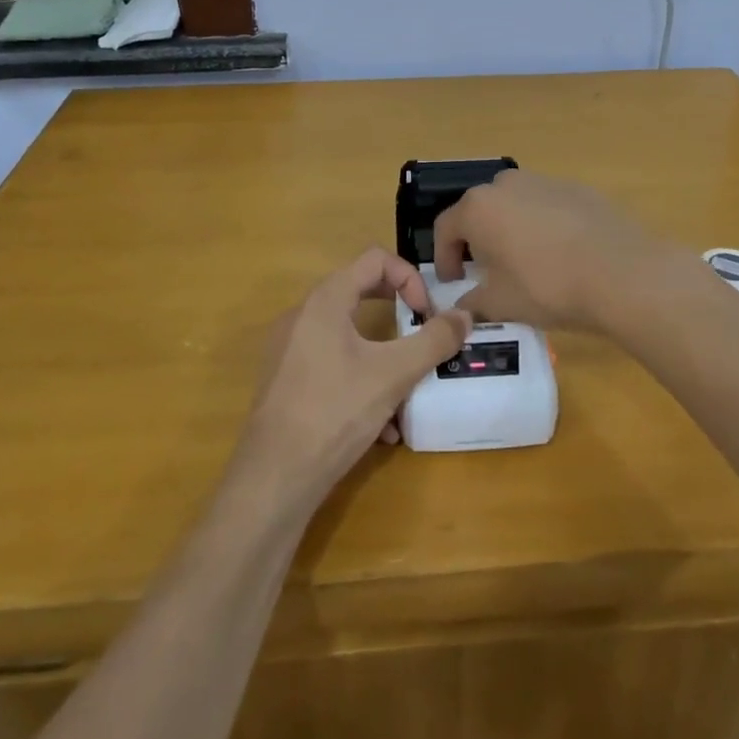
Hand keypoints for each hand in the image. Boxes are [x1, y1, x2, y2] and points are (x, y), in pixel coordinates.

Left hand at [238, 248, 469, 507]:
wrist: (274, 478)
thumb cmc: (335, 412)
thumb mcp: (394, 374)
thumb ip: (434, 341)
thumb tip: (465, 315)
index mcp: (325, 301)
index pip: (375, 259)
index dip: (409, 278)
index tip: (426, 314)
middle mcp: (302, 316)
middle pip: (360, 292)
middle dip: (398, 314)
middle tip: (421, 337)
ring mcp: (289, 349)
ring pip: (348, 335)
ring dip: (383, 356)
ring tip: (405, 392)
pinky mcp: (285, 381)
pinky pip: (331, 364)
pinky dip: (360, 380)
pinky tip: (381, 427)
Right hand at [432, 170, 666, 331]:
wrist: (622, 273)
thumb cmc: (548, 286)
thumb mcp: (501, 304)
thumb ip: (473, 302)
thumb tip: (463, 307)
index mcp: (478, 208)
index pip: (446, 228)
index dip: (444, 257)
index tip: (454, 281)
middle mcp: (507, 184)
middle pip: (480, 210)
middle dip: (478, 239)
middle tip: (488, 270)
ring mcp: (546, 181)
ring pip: (515, 204)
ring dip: (511, 228)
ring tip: (527, 261)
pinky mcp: (579, 189)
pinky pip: (548, 206)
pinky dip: (544, 225)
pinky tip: (562, 254)